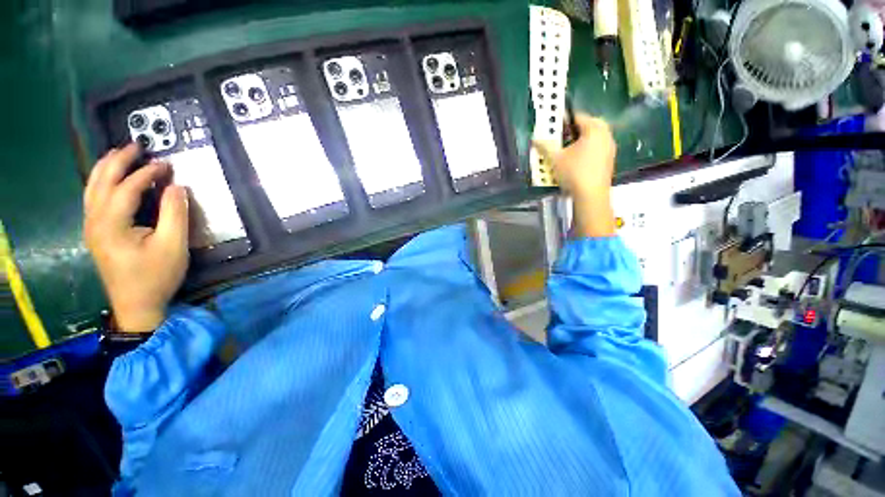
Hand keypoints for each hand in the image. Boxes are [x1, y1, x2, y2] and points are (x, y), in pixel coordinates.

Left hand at [83, 144, 189, 332]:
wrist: (135, 312)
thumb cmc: (153, 282)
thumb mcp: (173, 250)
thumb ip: (175, 212)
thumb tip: (174, 185)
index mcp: (114, 226)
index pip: (129, 185)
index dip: (149, 171)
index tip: (167, 167)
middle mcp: (97, 221)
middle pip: (106, 176)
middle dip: (123, 157)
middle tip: (140, 147)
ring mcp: (91, 227)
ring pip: (93, 183)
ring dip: (107, 164)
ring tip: (121, 153)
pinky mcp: (91, 232)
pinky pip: (90, 195)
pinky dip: (98, 179)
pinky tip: (107, 174)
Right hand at [534, 113, 616, 237]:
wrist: (592, 198)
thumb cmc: (575, 173)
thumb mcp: (555, 158)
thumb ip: (545, 144)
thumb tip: (535, 138)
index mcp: (594, 130)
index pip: (578, 116)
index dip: (564, 119)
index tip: (555, 125)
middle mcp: (605, 136)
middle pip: (591, 123)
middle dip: (578, 125)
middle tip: (565, 133)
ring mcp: (611, 148)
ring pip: (598, 135)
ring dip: (586, 136)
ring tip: (572, 144)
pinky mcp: (611, 160)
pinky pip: (601, 146)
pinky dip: (592, 146)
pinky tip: (581, 157)